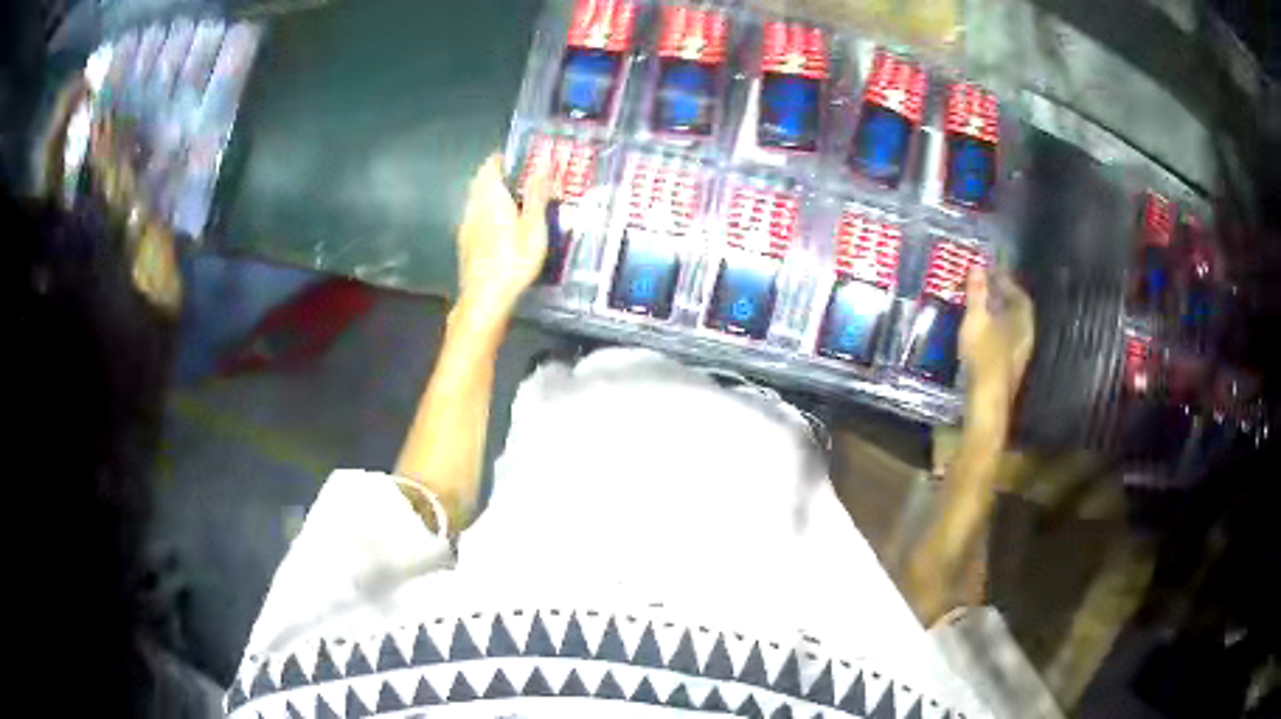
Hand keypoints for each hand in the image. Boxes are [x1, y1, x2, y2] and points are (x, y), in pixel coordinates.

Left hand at [454, 153, 549, 326]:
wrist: (484, 299)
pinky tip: (500, 224)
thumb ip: (536, 193)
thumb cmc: (513, 262)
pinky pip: (475, 215)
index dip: (504, 157)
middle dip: (498, 174)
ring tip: (514, 199)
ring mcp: (466, 225)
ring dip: (491, 192)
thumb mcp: (534, 227)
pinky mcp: (465, 242)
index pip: (491, 165)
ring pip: (476, 198)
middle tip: (521, 177)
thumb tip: (542, 162)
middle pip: (481, 181)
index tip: (521, 157)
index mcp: (491, 197)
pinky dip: (487, 210)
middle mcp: (474, 206)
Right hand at [959, 269, 1033, 429]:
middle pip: (1015, 313)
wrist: (984, 404)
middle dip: (999, 299)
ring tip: (975, 308)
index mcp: (1023, 324)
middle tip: (980, 287)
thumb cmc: (984, 358)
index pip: (1020, 296)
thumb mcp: (977, 320)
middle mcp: (1024, 339)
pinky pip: (999, 343)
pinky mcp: (1004, 372)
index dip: (1007, 281)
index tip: (990, 271)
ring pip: (1007, 330)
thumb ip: (977, 294)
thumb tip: (977, 266)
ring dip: (993, 317)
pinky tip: (974, 334)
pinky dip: (989, 333)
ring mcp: (1015, 358)